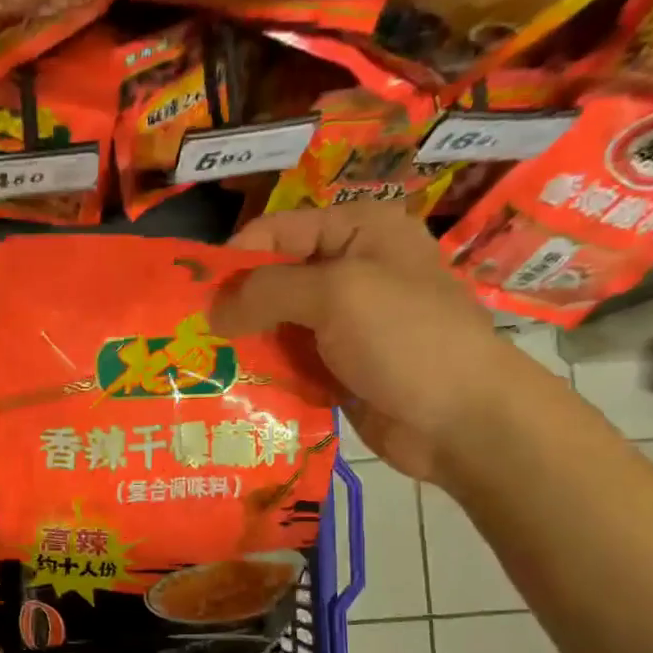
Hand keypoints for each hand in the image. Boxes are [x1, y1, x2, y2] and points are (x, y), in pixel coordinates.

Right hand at [213, 204, 531, 482]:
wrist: (462, 420)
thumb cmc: (407, 340)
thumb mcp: (338, 295)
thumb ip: (267, 291)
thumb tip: (212, 310)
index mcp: (357, 232)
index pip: (275, 233)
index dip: (232, 261)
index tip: (191, 299)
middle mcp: (348, 271)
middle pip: (271, 281)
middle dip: (232, 309)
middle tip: (189, 340)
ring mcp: (343, 324)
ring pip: (274, 327)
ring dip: (243, 347)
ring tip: (202, 369)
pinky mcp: (336, 368)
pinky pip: (287, 364)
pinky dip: (262, 374)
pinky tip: (232, 390)